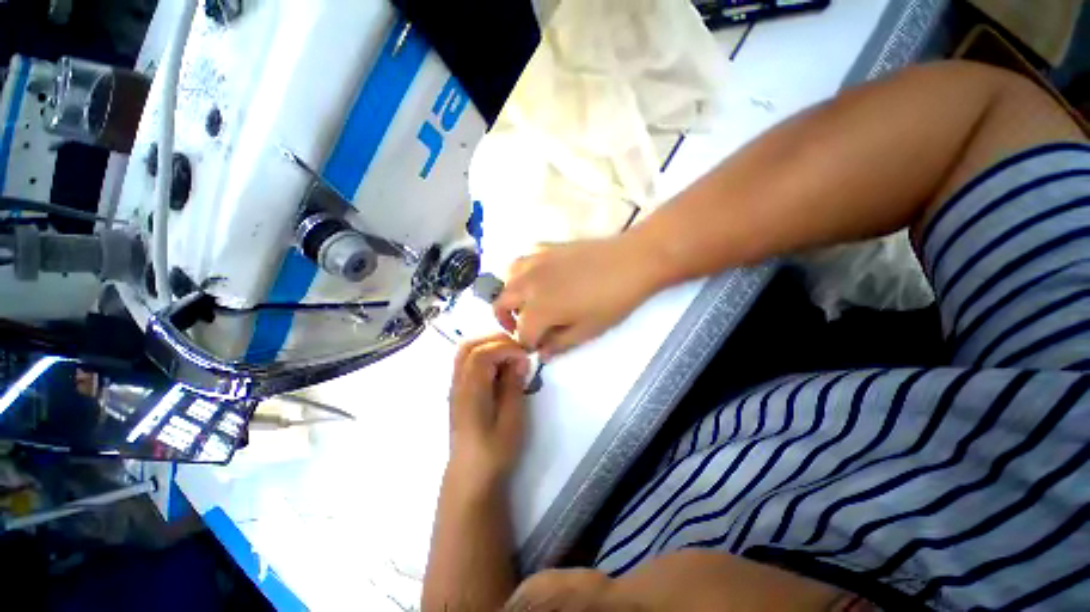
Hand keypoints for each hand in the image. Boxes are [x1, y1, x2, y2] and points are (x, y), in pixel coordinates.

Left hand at [449, 334, 531, 481]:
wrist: (471, 477)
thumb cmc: (494, 451)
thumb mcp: (511, 419)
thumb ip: (513, 385)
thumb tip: (519, 359)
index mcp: (470, 391)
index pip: (481, 353)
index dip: (505, 348)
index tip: (525, 356)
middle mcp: (458, 383)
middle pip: (469, 346)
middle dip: (495, 341)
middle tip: (518, 351)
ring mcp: (456, 386)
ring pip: (466, 351)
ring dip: (489, 346)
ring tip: (511, 357)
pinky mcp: (459, 391)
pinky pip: (468, 362)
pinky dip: (485, 356)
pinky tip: (500, 369)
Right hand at [493, 234, 660, 359]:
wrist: (631, 261)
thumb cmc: (612, 301)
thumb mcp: (587, 331)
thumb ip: (559, 344)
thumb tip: (542, 354)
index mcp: (538, 309)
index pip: (522, 333)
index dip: (528, 344)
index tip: (539, 348)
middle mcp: (527, 284)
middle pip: (501, 303)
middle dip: (506, 320)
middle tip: (523, 328)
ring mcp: (534, 262)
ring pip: (507, 278)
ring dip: (510, 294)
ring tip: (525, 302)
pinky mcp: (545, 247)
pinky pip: (524, 259)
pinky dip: (523, 272)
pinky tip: (538, 277)